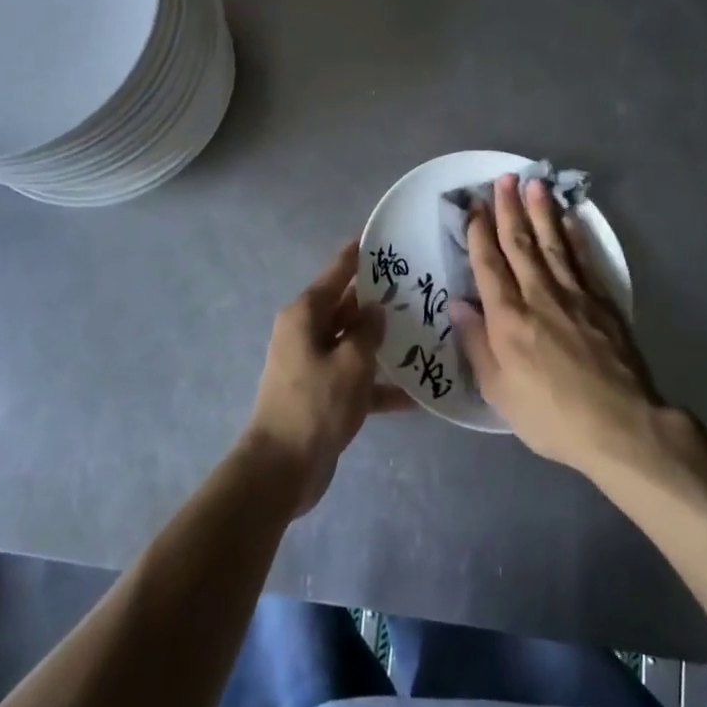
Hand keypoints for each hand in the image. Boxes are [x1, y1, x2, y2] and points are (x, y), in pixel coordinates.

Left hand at [243, 242, 409, 515]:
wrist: (281, 469)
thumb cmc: (315, 405)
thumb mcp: (351, 363)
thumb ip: (367, 332)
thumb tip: (375, 310)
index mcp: (305, 315)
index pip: (336, 273)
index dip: (358, 255)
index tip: (381, 238)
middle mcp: (306, 333)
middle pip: (346, 307)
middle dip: (378, 300)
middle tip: (418, 287)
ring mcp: (313, 364)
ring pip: (353, 343)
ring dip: (382, 343)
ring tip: (424, 333)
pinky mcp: (322, 394)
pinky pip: (355, 379)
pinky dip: (379, 386)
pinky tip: (415, 396)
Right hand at [451, 174, 667, 477]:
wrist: (621, 426)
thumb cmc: (551, 416)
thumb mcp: (499, 391)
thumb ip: (476, 344)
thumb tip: (457, 303)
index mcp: (507, 319)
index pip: (489, 265)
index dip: (479, 233)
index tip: (475, 206)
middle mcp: (538, 296)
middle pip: (520, 244)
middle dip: (509, 209)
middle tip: (504, 178)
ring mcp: (575, 295)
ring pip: (553, 243)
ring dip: (542, 212)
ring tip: (535, 183)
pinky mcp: (603, 303)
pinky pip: (585, 260)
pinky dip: (576, 237)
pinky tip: (570, 219)